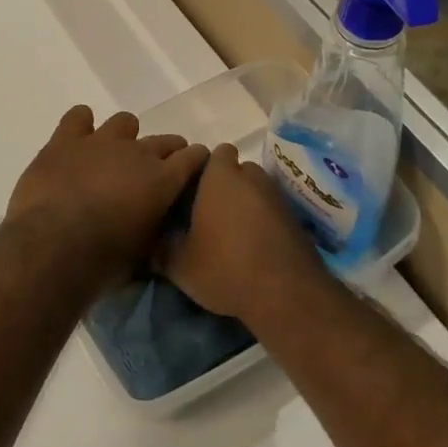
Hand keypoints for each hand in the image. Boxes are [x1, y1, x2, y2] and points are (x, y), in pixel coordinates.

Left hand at [5, 106, 208, 289]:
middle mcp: (138, 152)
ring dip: (124, 137)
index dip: (195, 161)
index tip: (193, 170)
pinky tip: (78, 140)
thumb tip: (156, 224)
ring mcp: (101, 141)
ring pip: (125, 122)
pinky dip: (81, 125)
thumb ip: (155, 229)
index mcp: (163, 180)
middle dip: (166, 152)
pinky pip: (79, 116)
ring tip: (113, 156)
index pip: (194, 157)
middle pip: (164, 140)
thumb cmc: (103, 261)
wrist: (52, 246)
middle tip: (154, 172)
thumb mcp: (143, 254)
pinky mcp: (66, 140)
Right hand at [160, 143, 321, 320]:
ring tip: (233, 234)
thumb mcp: (180, 265)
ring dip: (246, 204)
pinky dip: (264, 221)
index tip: (194, 192)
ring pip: (256, 190)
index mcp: (220, 176)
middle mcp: (251, 177)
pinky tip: (255, 248)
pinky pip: (272, 210)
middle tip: (210, 215)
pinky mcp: (295, 218)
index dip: (205, 169)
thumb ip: (161, 249)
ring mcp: (277, 196)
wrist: (286, 293)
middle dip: (226, 186)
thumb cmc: (225, 267)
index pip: (215, 153)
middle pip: (237, 170)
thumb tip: (152, 245)